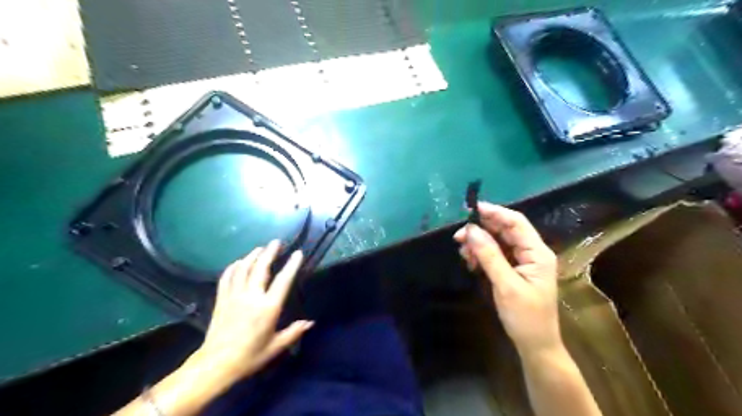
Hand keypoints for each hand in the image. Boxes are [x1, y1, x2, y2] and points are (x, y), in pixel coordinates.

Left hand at [190, 241, 311, 385]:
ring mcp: (234, 296)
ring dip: (252, 256)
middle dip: (270, 252)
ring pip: (243, 269)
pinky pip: (227, 277)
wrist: (216, 364)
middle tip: (276, 242)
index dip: (291, 265)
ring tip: (260, 248)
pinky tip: (238, 262)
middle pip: (261, 268)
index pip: (283, 280)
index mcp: (268, 308)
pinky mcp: (222, 299)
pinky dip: (233, 267)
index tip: (298, 253)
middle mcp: (251, 297)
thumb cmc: (249, 357)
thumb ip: (293, 332)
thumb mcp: (275, 346)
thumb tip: (310, 322)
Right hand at [453, 203, 562, 354]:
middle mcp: (531, 252)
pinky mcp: (514, 270)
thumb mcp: (506, 285)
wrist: (535, 345)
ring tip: (462, 251)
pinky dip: (482, 254)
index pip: (516, 222)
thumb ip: (489, 255)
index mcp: (537, 253)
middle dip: (482, 229)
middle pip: (505, 230)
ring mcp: (523, 261)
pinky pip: (496, 254)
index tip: (471, 209)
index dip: (495, 212)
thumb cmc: (525, 316)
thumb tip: (470, 230)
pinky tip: (470, 260)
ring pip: (498, 241)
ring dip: (479, 243)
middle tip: (459, 235)